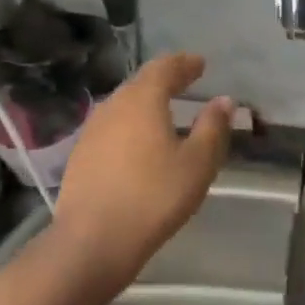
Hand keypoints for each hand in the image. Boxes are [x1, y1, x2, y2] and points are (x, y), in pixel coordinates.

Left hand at [51, 53, 233, 286]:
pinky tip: (138, 143)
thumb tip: (224, 101)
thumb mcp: (197, 164)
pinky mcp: (80, 156)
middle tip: (185, 81)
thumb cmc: (154, 197)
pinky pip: (111, 128)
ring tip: (164, 111)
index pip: (164, 68)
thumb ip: (212, 128)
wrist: (93, 240)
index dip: (184, 63)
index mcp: (142, 100)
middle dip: (164, 80)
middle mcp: (113, 106)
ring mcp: (91, 131)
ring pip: (123, 105)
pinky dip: (130, 125)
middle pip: (140, 83)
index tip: (200, 64)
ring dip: (145, 103)